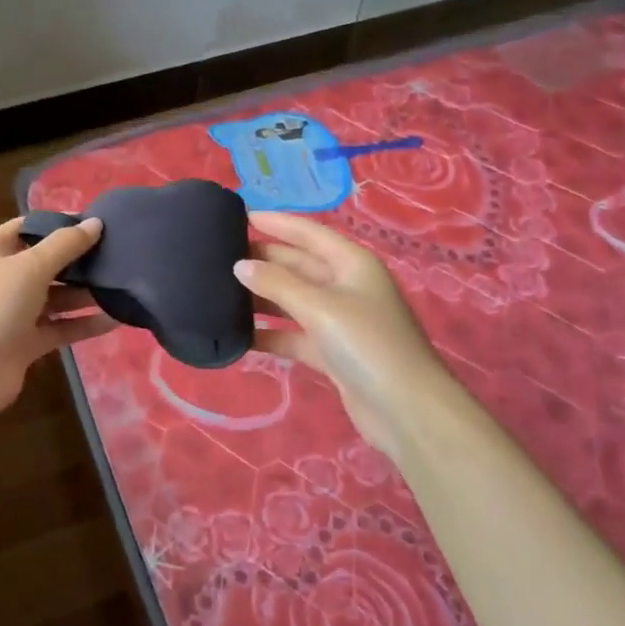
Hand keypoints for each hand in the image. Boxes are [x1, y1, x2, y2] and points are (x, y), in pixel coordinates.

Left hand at [0, 216, 118, 417]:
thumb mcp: (31, 266)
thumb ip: (66, 244)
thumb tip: (95, 222)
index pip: (29, 227)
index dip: (59, 223)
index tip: (96, 223)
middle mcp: (4, 279)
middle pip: (47, 263)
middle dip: (79, 260)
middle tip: (118, 254)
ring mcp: (15, 312)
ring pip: (57, 297)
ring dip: (85, 293)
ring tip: (123, 285)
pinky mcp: (27, 342)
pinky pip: (61, 328)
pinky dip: (84, 324)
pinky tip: (116, 319)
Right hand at [237, 211, 461, 460]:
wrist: (406, 409)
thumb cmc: (367, 344)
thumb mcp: (320, 307)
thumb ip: (277, 284)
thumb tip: (240, 266)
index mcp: (351, 263)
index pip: (308, 232)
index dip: (276, 222)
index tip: (238, 215)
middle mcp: (345, 286)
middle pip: (297, 265)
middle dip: (263, 260)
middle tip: (218, 258)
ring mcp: (339, 320)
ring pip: (292, 300)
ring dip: (262, 297)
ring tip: (220, 292)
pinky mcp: (331, 352)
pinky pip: (293, 334)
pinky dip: (270, 333)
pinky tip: (238, 334)